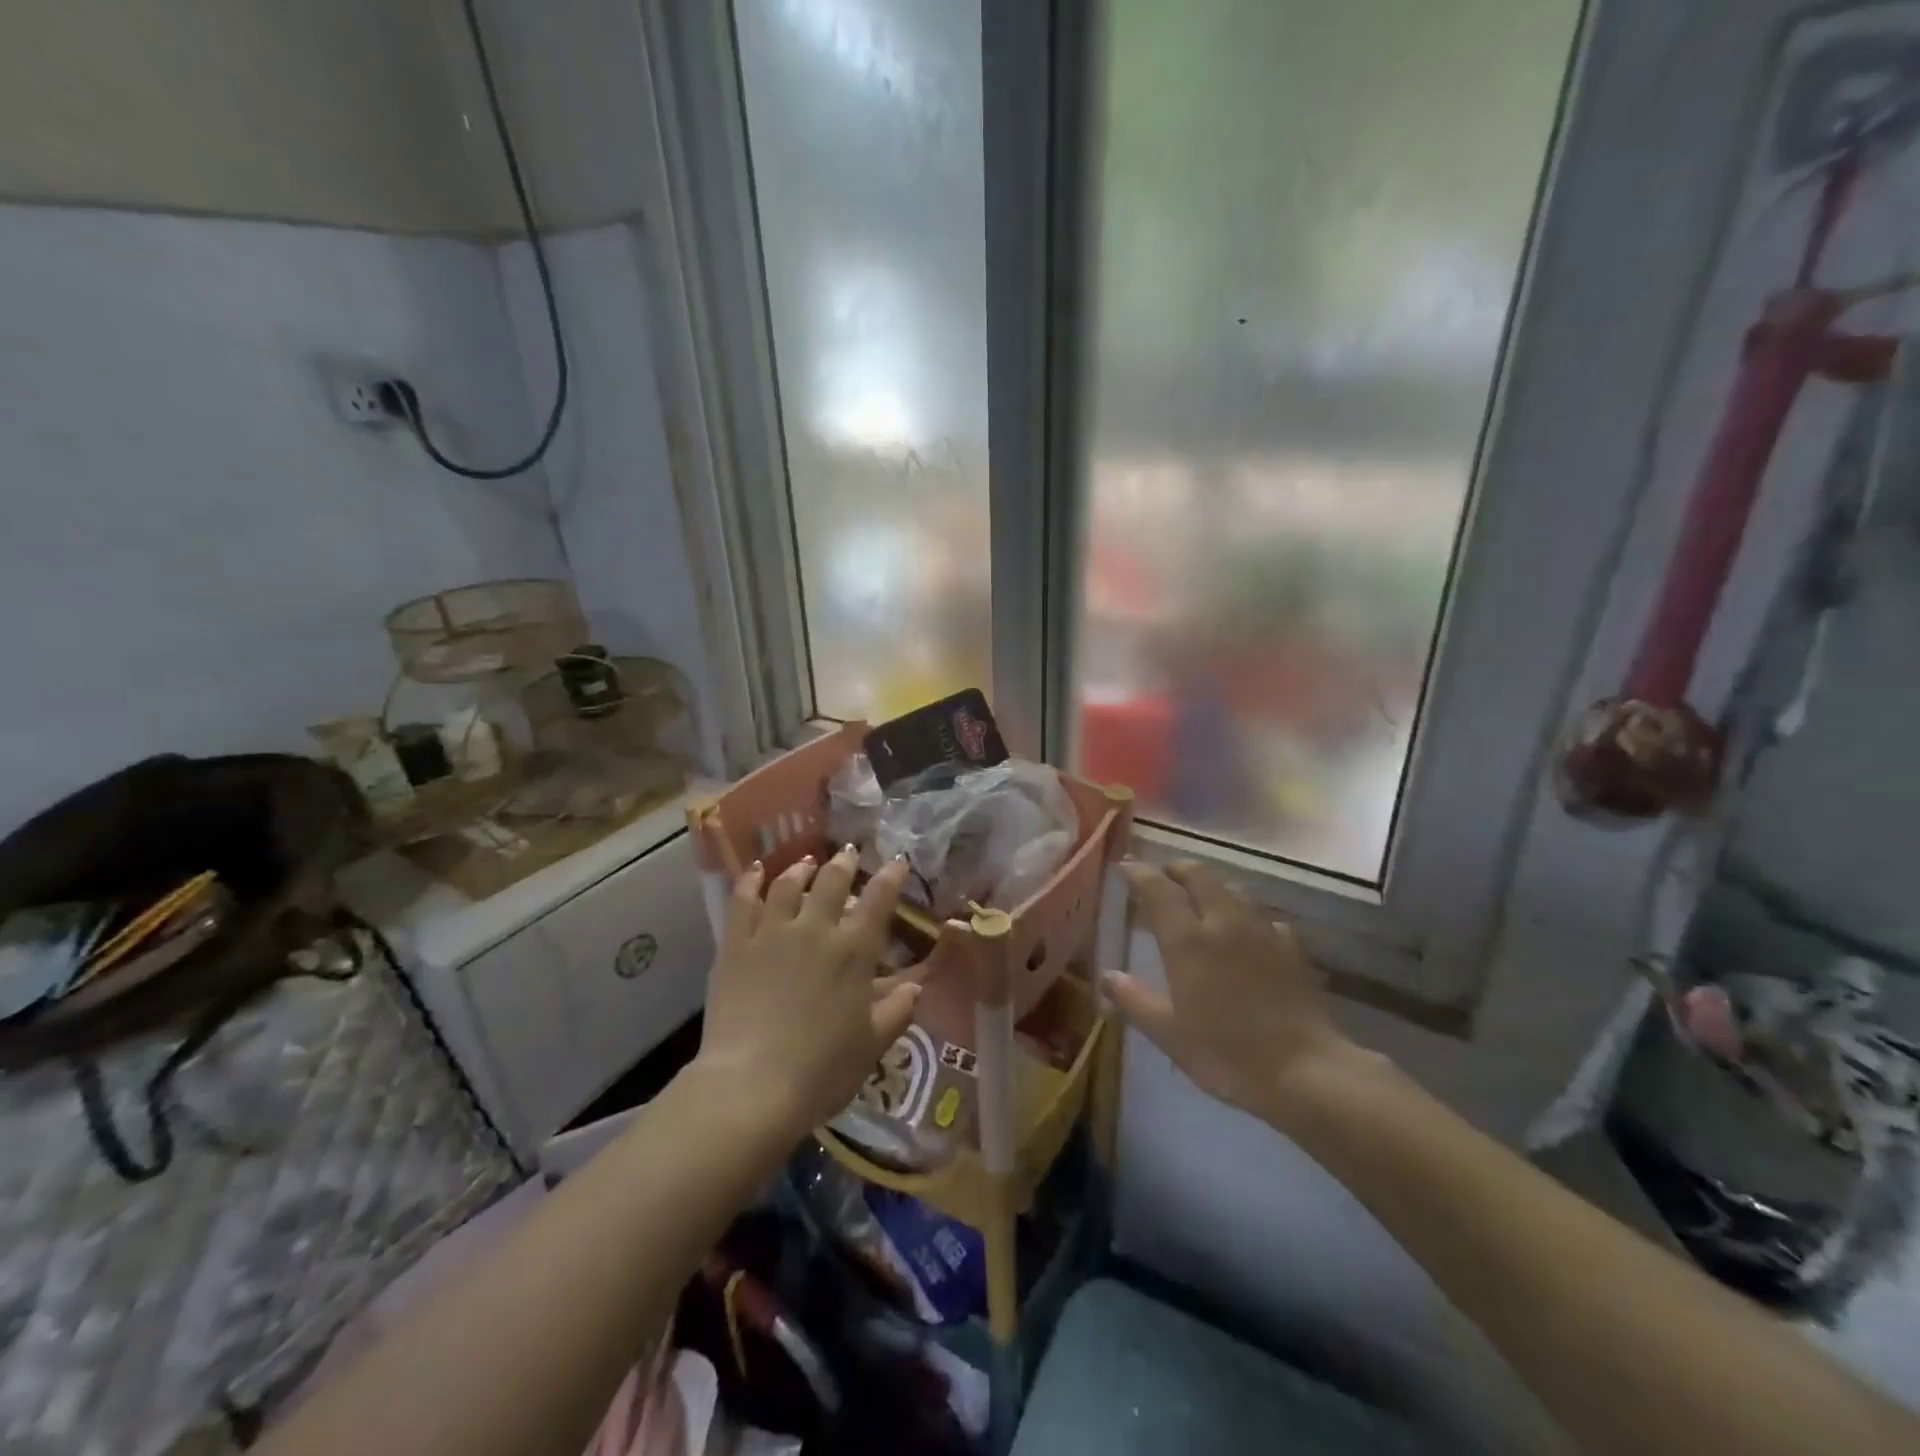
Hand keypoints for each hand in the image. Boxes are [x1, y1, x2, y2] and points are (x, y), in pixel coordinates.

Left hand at [692, 846, 921, 1142]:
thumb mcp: (872, 1045)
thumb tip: (915, 988)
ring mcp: (772, 932)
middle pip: (832, 880)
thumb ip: (897, 1011)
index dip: (891, 876)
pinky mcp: (736, 945)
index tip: (898, 861)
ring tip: (807, 863)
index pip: (880, 899)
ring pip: (788, 884)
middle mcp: (815, 929)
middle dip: (845, 863)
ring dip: (801, 868)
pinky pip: (743, 901)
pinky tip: (756, 870)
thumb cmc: (822, 1069)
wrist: (752, 1085)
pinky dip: (751, 880)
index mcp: (854, 950)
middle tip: (850, 854)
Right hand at [1104, 859, 1357, 1122]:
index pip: (1158, 889)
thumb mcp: (1168, 1033)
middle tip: (1163, 876)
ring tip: (1201, 899)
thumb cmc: (1225, 1052)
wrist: (1304, 1071)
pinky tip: (1247, 933)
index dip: (1139, 873)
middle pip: (1199, 875)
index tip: (1125, 867)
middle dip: (1177, 869)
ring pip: (1234, 889)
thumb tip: (1107, 975)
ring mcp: (1262, 931)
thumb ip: (1135, 999)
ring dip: (1212, 886)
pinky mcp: (1291, 948)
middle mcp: (1223, 922)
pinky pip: (1264, 917)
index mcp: (1187, 939)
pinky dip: (1247, 915)